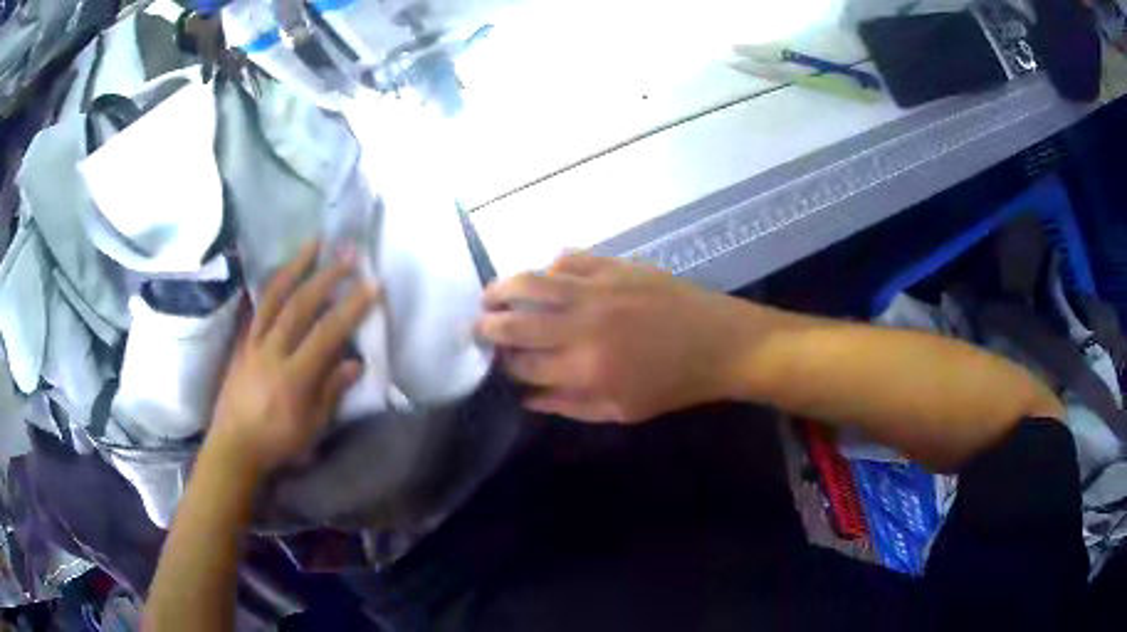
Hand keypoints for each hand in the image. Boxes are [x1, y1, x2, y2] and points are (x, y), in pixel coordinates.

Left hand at [208, 242, 380, 477]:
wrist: (233, 447)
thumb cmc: (276, 443)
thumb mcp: (311, 427)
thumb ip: (331, 392)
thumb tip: (355, 363)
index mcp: (293, 376)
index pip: (327, 333)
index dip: (351, 307)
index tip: (372, 285)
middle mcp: (271, 351)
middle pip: (300, 305)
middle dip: (326, 276)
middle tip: (347, 254)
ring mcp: (253, 343)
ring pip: (273, 297)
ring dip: (295, 267)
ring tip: (312, 244)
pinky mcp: (241, 344)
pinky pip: (255, 309)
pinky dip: (268, 288)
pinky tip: (279, 274)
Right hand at [477, 255, 760, 422]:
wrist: (720, 343)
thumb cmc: (673, 385)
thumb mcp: (622, 410)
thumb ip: (570, 404)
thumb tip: (528, 397)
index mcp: (585, 367)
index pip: (523, 364)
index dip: (502, 364)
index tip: (494, 363)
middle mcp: (582, 325)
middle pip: (517, 320)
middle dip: (488, 324)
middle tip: (477, 325)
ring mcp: (598, 289)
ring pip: (534, 281)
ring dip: (504, 287)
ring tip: (491, 294)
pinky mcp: (615, 266)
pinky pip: (570, 259)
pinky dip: (550, 266)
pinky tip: (545, 275)